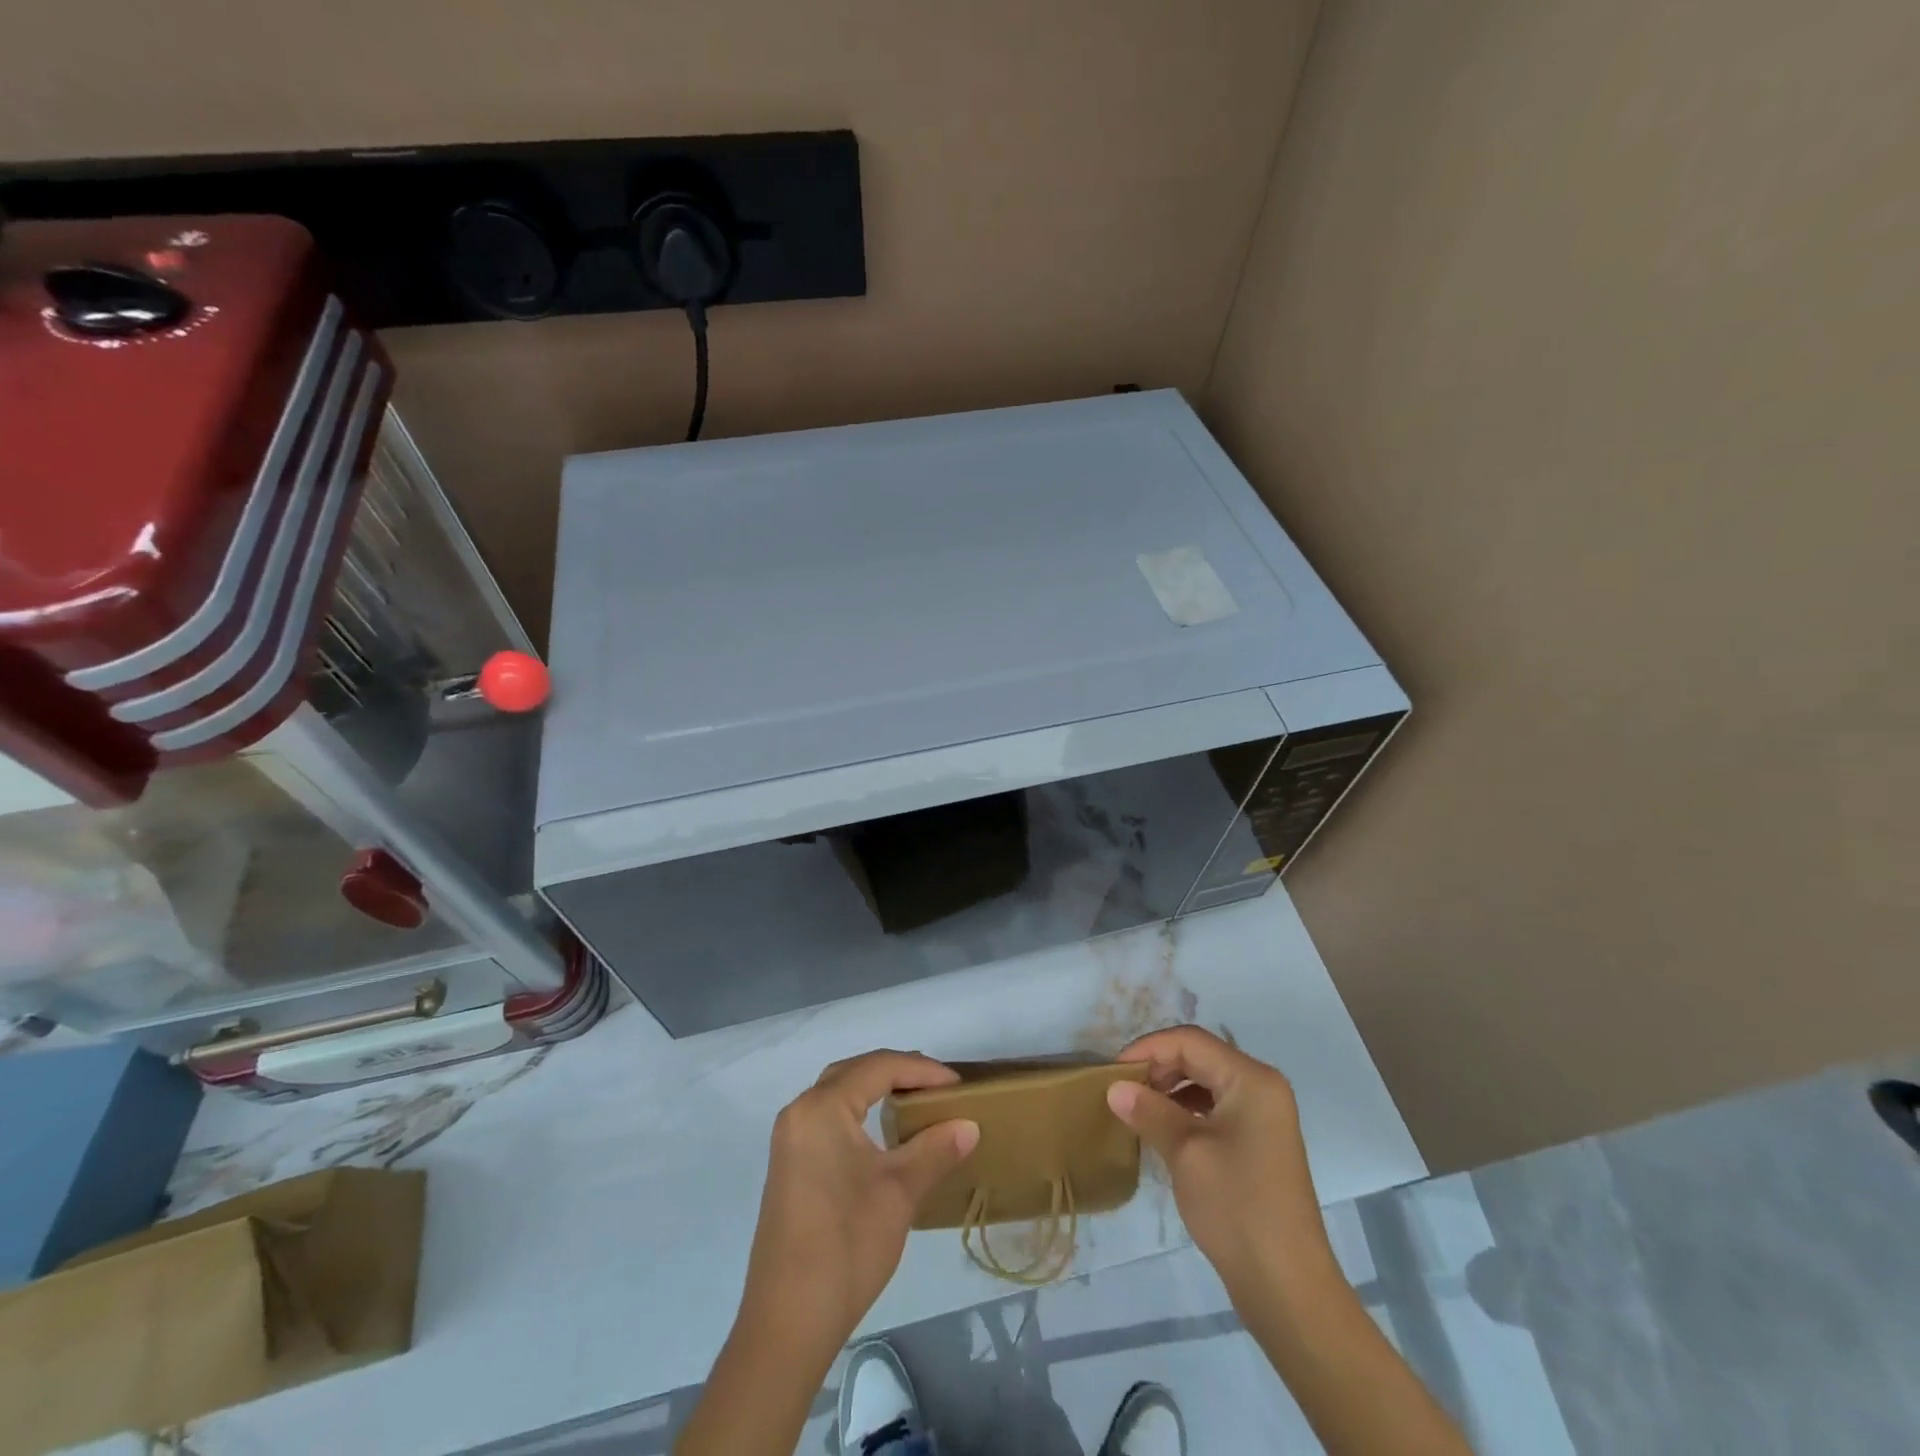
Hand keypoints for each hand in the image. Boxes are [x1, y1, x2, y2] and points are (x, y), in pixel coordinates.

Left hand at [739, 1050, 979, 1362]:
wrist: (788, 1324)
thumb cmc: (846, 1247)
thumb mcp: (900, 1193)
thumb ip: (936, 1149)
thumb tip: (969, 1124)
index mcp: (822, 1108)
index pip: (878, 1067)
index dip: (922, 1070)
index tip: (958, 1085)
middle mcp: (800, 1112)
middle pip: (854, 1071)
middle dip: (898, 1071)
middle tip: (938, 1086)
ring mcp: (789, 1138)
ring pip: (838, 1092)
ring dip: (876, 1088)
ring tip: (917, 1100)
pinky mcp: (789, 1164)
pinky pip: (828, 1115)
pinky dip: (858, 1109)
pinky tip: (883, 1131)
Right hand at [1109, 1026, 1334, 1294]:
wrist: (1287, 1287)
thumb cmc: (1237, 1207)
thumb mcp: (1185, 1152)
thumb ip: (1149, 1111)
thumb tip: (1114, 1088)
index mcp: (1251, 1079)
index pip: (1190, 1041)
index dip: (1148, 1048)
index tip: (1113, 1072)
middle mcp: (1261, 1087)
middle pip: (1200, 1056)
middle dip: (1158, 1067)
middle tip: (1122, 1090)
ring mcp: (1262, 1116)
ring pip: (1205, 1081)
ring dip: (1169, 1089)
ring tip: (1136, 1109)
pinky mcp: (1257, 1143)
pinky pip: (1214, 1108)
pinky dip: (1185, 1110)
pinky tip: (1161, 1130)